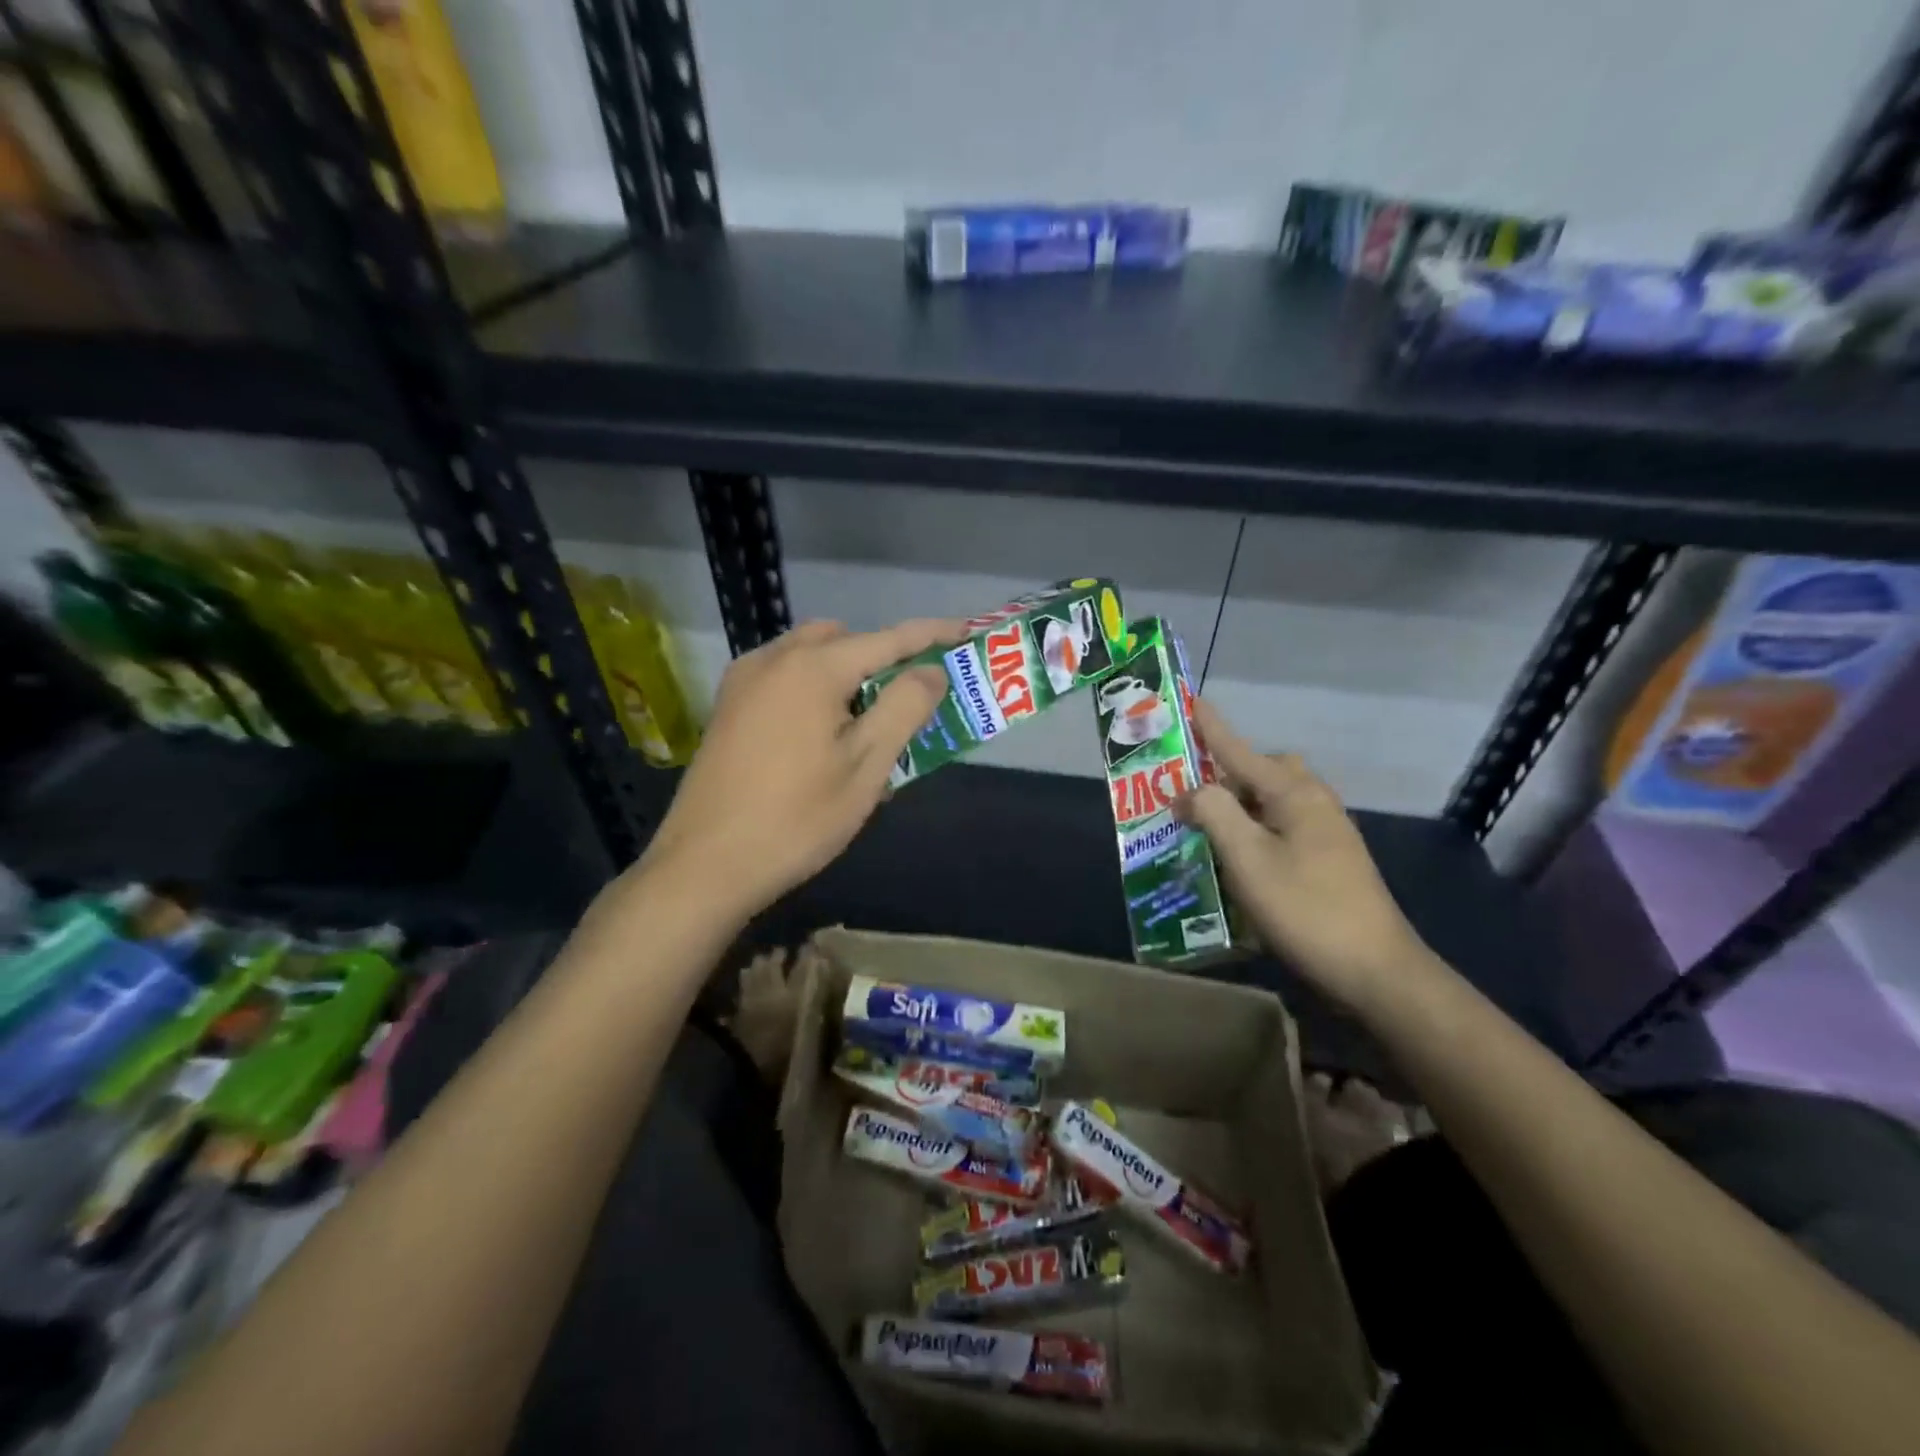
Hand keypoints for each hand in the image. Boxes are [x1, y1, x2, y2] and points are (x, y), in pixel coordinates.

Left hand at [630, 618, 959, 920]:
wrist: (704, 866)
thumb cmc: (796, 819)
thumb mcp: (865, 766)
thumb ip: (904, 708)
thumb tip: (930, 671)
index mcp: (812, 669)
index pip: (888, 639)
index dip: (932, 633)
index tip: (966, 629)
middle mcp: (773, 660)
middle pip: (844, 640)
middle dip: (882, 658)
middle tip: (908, 700)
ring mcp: (743, 682)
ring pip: (809, 656)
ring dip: (845, 672)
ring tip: (865, 721)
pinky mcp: (727, 708)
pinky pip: (783, 677)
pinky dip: (813, 687)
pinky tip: (818, 733)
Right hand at [1180, 699, 1428, 1011]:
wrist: (1376, 970)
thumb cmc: (1305, 907)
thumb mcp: (1247, 858)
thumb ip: (1214, 812)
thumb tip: (1189, 792)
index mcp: (1294, 793)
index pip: (1241, 751)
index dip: (1213, 729)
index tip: (1193, 702)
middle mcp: (1315, 802)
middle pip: (1265, 771)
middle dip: (1229, 772)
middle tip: (1194, 794)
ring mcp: (1328, 832)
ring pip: (1276, 800)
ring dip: (1242, 804)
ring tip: (1209, 826)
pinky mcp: (1332, 859)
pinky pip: (1285, 825)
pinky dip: (1257, 828)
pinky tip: (1242, 857)